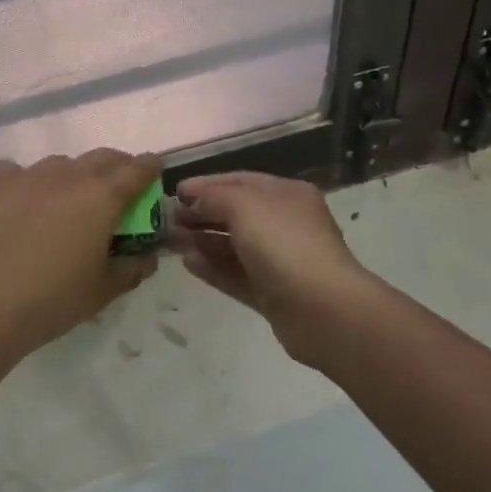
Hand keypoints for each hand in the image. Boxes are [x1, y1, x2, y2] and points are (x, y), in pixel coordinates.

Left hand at [0, 150, 161, 362]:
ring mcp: (28, 175)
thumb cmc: (53, 300)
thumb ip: (133, 268)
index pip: (137, 169)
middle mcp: (69, 175)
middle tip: (119, 187)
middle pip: (102, 157)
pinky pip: (16, 171)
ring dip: (72, 175)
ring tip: (67, 200)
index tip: (155, 168)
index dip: (150, 167)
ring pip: (61, 163)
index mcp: (102, 197)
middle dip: (117, 166)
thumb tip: (149, 257)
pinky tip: (20, 202)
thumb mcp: (103, 291)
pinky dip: (25, 181)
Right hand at [170, 171, 382, 362]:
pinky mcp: (273, 294)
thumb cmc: (284, 245)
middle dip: (201, 214)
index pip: (240, 181)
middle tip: (167, 220)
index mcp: (286, 194)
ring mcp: (280, 261)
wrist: (323, 310)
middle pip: (236, 213)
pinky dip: (213, 268)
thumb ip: (214, 197)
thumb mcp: (244, 206)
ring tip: (171, 242)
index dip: (206, 184)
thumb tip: (194, 199)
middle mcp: (285, 223)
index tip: (174, 192)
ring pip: (234, 246)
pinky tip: (188, 264)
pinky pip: (237, 275)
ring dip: (203, 241)